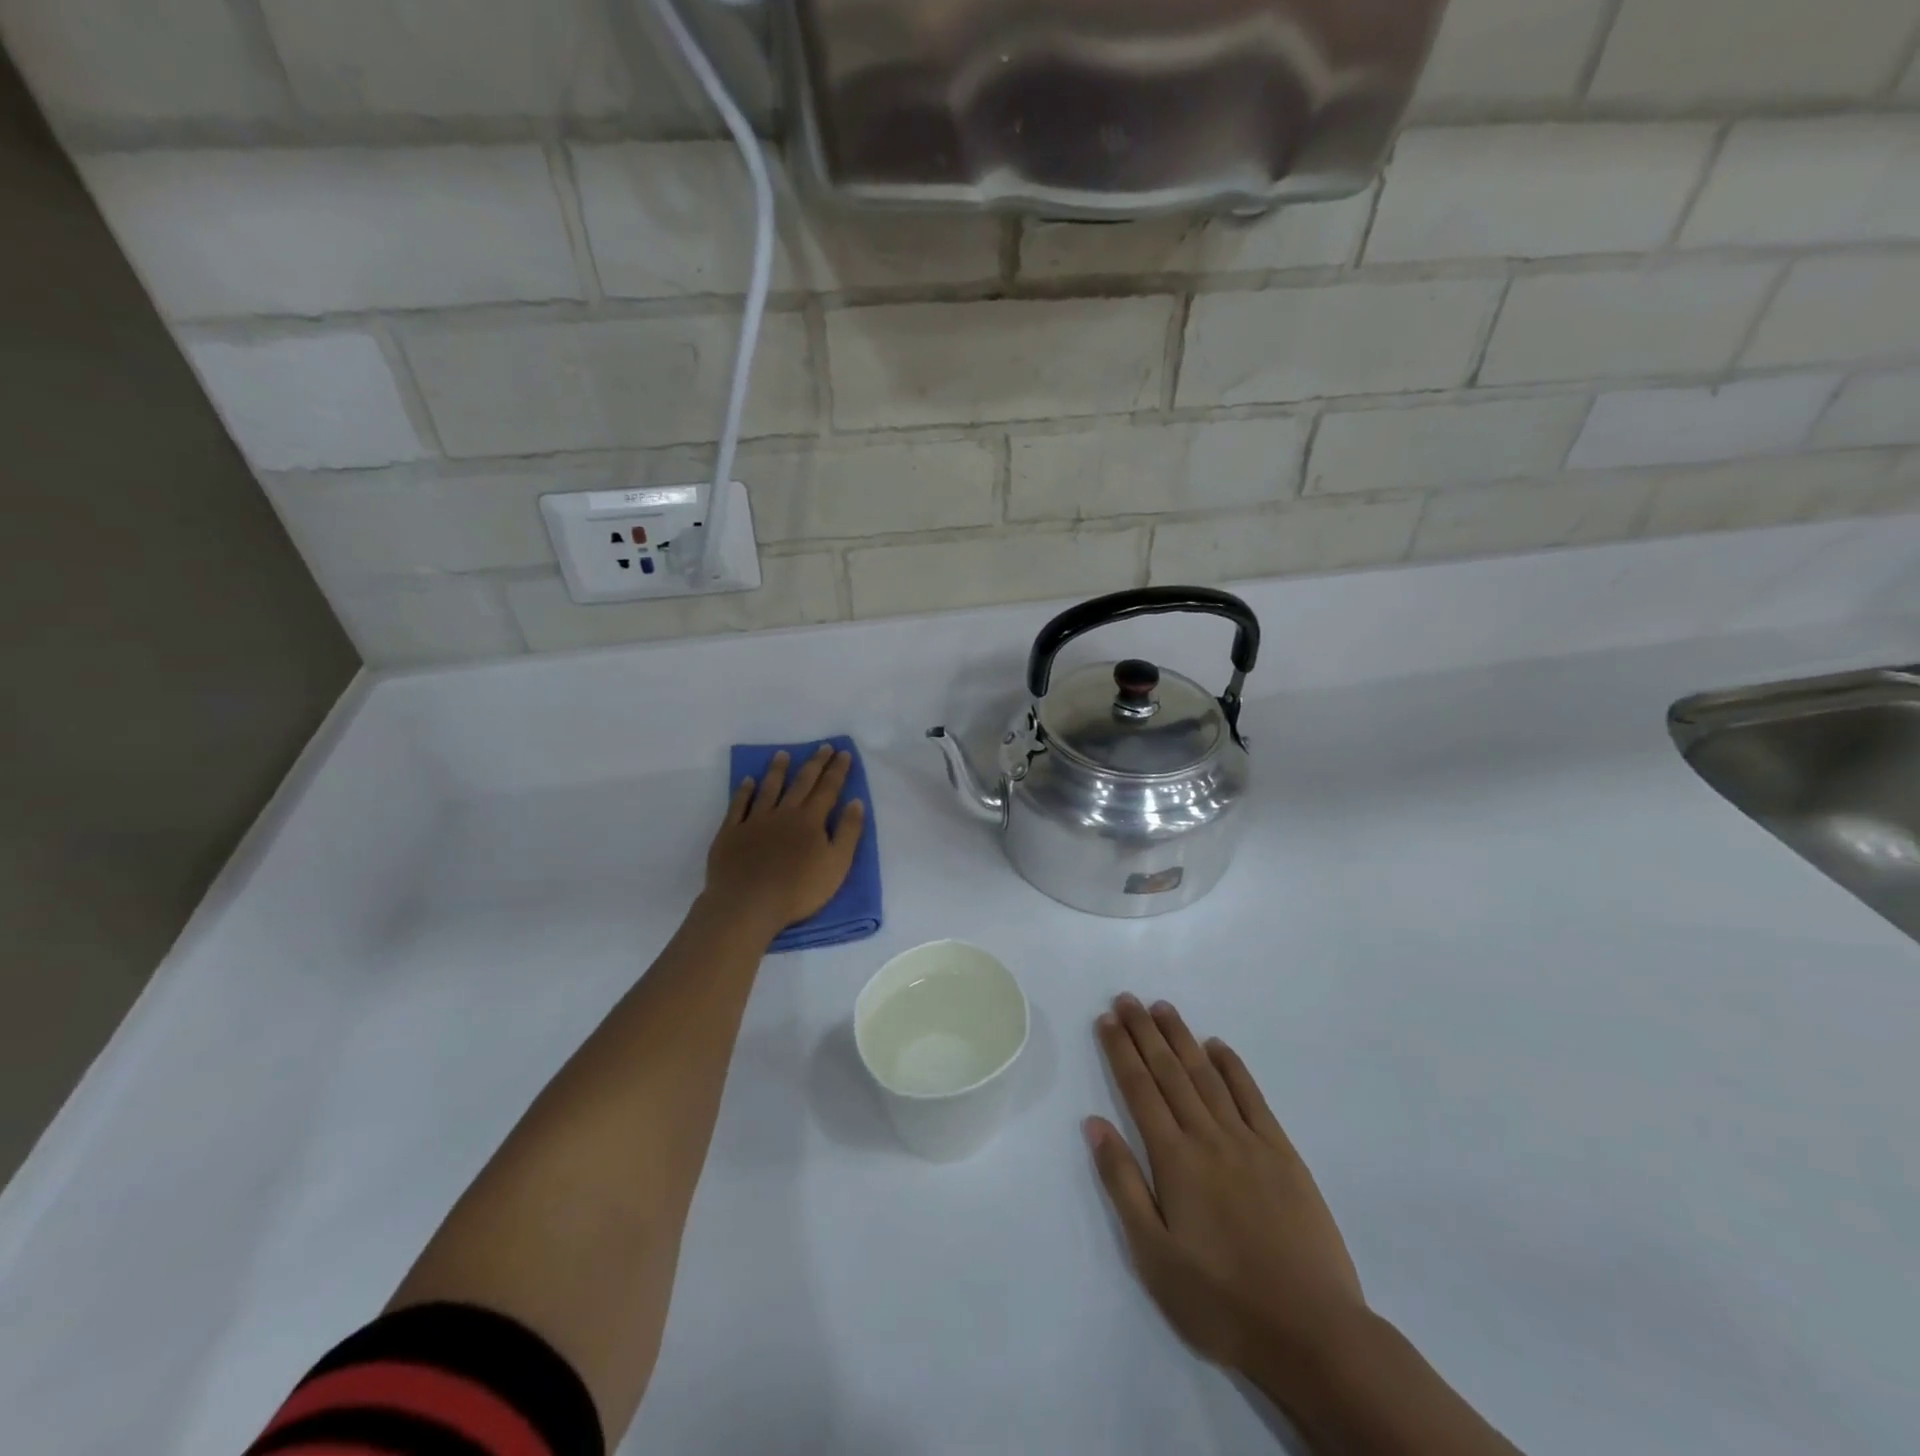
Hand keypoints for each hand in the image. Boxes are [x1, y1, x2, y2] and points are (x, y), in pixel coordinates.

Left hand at [706, 745, 865, 933]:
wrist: (747, 904)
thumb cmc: (798, 890)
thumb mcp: (836, 865)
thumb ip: (848, 832)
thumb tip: (856, 802)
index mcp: (811, 820)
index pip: (828, 789)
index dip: (837, 770)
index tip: (843, 753)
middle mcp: (784, 813)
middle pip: (801, 783)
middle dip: (814, 763)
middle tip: (823, 747)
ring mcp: (755, 821)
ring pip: (769, 788)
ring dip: (777, 770)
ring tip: (782, 754)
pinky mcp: (731, 832)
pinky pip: (739, 805)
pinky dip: (744, 791)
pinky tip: (748, 781)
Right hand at [1085, 995, 1365, 1375]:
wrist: (1311, 1332)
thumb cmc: (1220, 1301)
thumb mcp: (1153, 1255)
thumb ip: (1123, 1184)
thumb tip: (1094, 1123)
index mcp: (1174, 1159)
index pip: (1139, 1090)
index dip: (1121, 1051)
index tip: (1107, 1019)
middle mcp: (1208, 1137)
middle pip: (1169, 1072)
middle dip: (1145, 1032)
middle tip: (1127, 998)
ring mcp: (1248, 1141)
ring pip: (1206, 1075)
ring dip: (1182, 1038)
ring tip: (1163, 1008)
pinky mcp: (1282, 1153)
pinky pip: (1252, 1097)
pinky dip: (1233, 1066)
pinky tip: (1218, 1046)